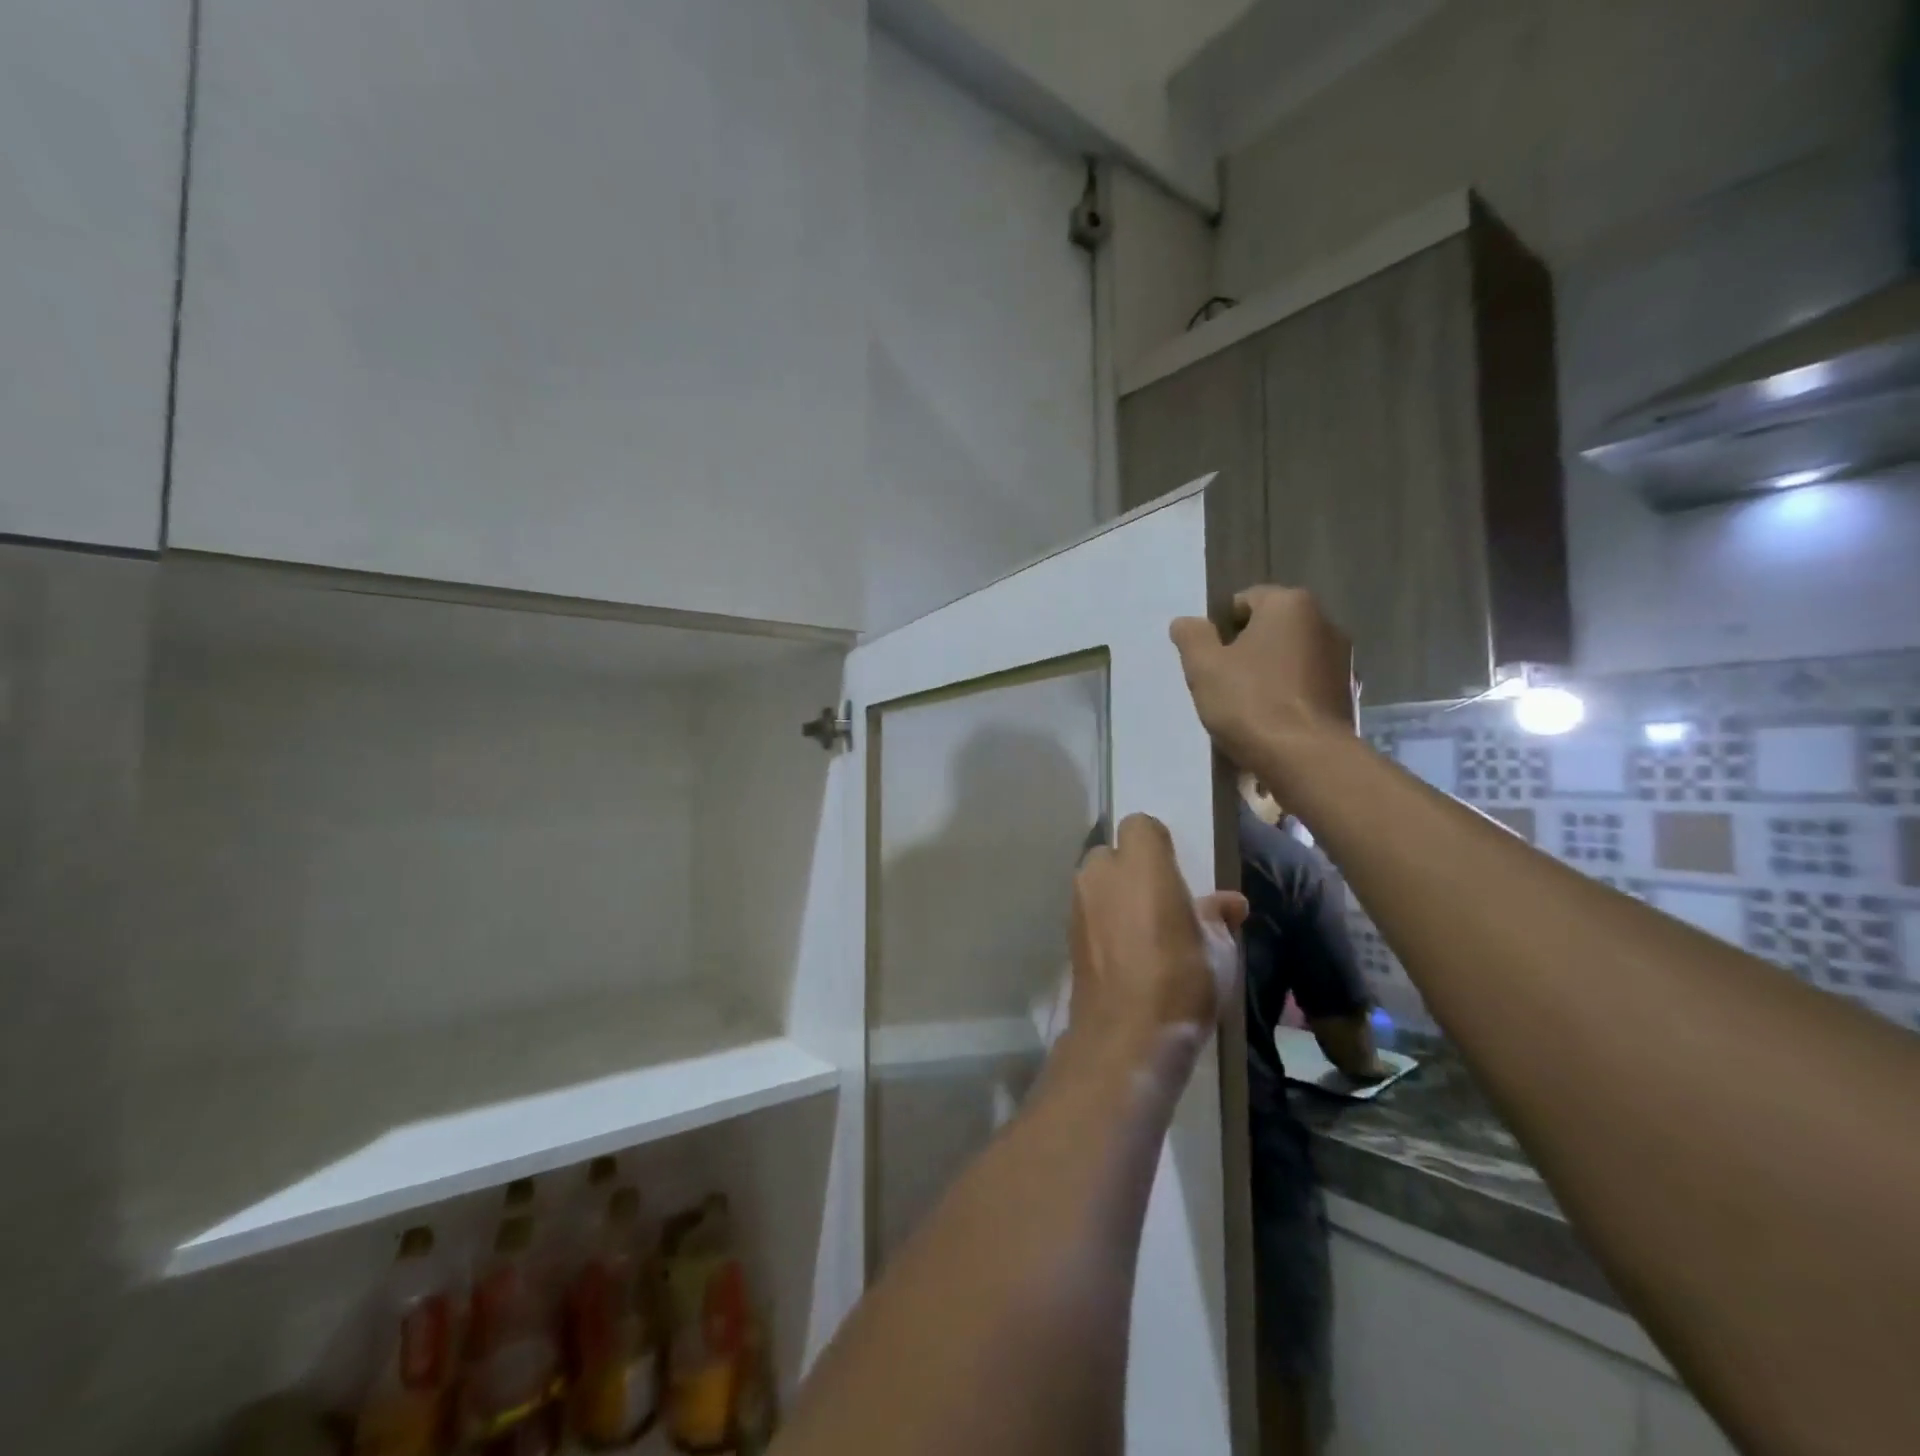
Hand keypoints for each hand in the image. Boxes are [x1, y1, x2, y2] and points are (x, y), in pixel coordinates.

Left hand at [1069, 815, 1247, 1052]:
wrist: (1126, 1035)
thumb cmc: (1182, 981)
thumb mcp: (1218, 950)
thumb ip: (1217, 917)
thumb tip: (1230, 903)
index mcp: (1141, 864)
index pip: (1139, 825)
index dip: (1156, 843)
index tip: (1174, 869)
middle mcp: (1101, 873)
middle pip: (1112, 853)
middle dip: (1130, 869)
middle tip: (1157, 901)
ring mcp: (1078, 903)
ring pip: (1096, 882)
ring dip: (1114, 895)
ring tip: (1142, 930)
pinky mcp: (1067, 933)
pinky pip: (1087, 911)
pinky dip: (1102, 920)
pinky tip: (1123, 951)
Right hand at [1169, 586, 1357, 773]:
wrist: (1306, 759)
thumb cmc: (1251, 702)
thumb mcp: (1204, 667)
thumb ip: (1192, 637)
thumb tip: (1186, 622)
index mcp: (1290, 605)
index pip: (1244, 601)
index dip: (1220, 629)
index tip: (1209, 659)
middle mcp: (1324, 622)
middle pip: (1270, 630)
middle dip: (1245, 651)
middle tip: (1222, 683)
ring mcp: (1342, 660)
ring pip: (1288, 659)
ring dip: (1267, 675)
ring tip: (1245, 709)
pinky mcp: (1347, 695)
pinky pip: (1305, 687)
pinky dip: (1288, 697)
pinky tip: (1271, 724)